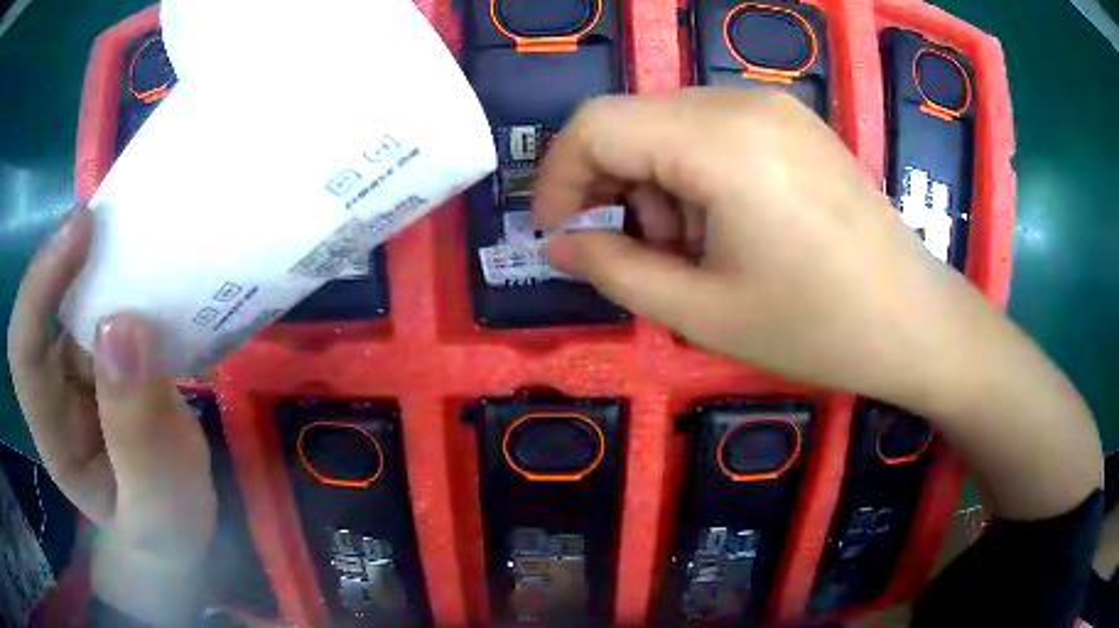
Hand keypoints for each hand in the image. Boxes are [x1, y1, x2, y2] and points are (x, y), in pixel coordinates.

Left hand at [8, 206, 215, 624]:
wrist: (184, 529)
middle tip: (114, 214)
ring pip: (80, 296)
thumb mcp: (159, 502)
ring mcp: (85, 367)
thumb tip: (121, 326)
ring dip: (106, 257)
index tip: (81, 232)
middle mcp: (57, 387)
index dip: (39, 285)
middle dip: (71, 255)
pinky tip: (157, 264)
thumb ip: (137, 432)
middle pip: (48, 306)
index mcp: (53, 432)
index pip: (24, 350)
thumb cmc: (167, 529)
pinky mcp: (114, 355)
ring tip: (141, 228)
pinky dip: (132, 275)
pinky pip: (115, 302)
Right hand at [533, 89, 1099, 519]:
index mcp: (720, 141)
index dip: (558, 177)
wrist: (914, 321)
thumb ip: (615, 270)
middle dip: (610, 185)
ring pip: (669, 124)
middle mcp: (743, 102)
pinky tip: (726, 225)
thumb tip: (560, 246)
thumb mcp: (702, 313)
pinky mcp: (793, 121)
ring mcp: (774, 106)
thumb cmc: (817, 327)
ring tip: (692, 250)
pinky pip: (712, 128)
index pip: (597, 124)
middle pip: (632, 120)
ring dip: (655, 184)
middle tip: (633, 253)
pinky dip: (693, 173)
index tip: (555, 234)